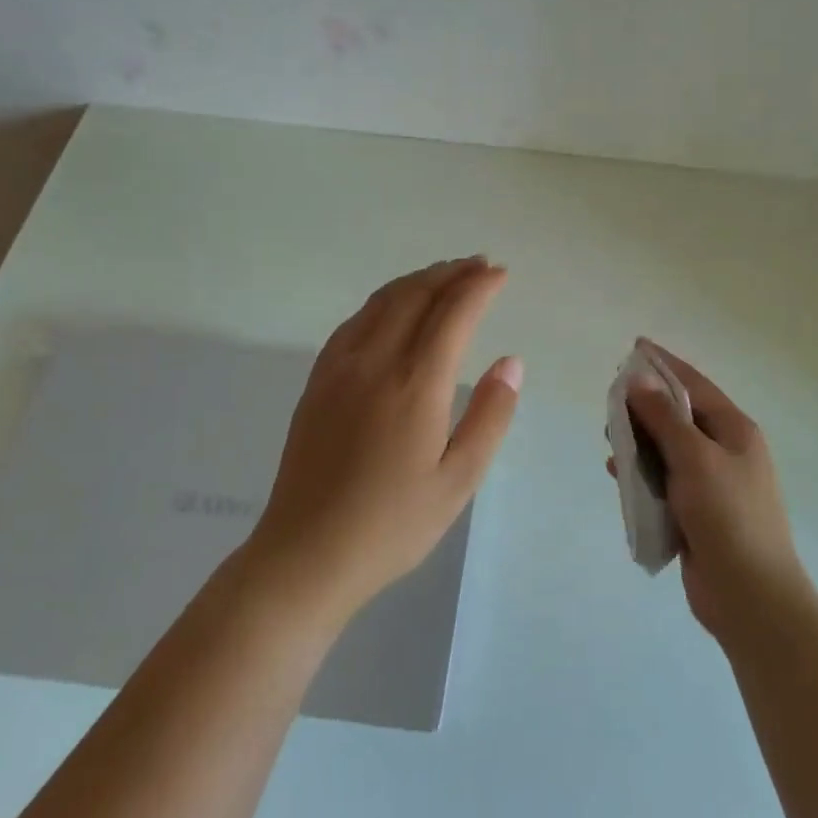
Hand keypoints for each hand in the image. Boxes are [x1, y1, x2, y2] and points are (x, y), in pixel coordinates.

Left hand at [249, 257, 521, 619]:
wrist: (307, 553)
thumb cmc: (394, 524)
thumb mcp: (459, 479)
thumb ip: (490, 415)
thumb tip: (510, 362)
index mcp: (415, 385)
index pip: (452, 314)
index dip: (479, 287)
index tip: (500, 273)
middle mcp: (375, 363)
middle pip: (414, 296)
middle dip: (450, 273)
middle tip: (479, 265)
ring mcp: (339, 369)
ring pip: (380, 302)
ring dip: (416, 281)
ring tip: (443, 276)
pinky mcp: (317, 383)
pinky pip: (353, 323)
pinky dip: (382, 302)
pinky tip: (392, 309)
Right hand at [610, 341, 811, 639]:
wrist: (750, 596)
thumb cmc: (728, 517)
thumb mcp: (694, 458)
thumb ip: (664, 418)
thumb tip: (640, 380)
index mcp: (735, 431)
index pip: (694, 385)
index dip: (664, 364)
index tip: (635, 347)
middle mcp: (725, 452)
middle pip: (679, 417)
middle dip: (645, 407)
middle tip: (611, 403)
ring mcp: (712, 485)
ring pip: (667, 450)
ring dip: (640, 442)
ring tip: (611, 439)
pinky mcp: (696, 514)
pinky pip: (663, 482)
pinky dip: (641, 474)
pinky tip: (618, 475)